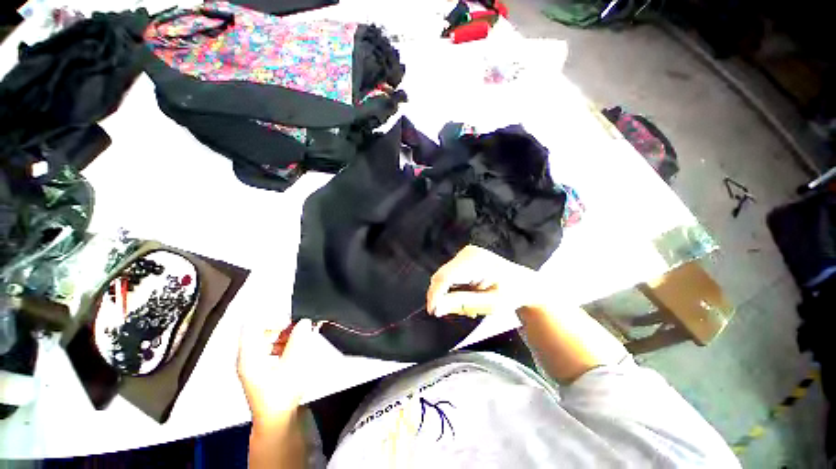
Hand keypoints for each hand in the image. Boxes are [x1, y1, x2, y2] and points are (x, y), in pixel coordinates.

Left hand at [236, 318, 323, 424]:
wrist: (278, 420)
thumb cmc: (281, 394)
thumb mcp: (293, 363)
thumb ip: (298, 340)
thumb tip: (304, 321)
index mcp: (249, 357)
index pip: (252, 326)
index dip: (271, 318)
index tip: (289, 318)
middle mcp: (247, 358)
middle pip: (260, 331)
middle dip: (281, 326)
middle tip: (299, 327)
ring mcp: (253, 364)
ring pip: (266, 339)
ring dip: (284, 335)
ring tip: (300, 336)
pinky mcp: (262, 369)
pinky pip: (270, 347)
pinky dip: (283, 343)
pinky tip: (296, 347)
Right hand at [426, 245, 541, 317]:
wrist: (524, 283)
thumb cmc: (511, 294)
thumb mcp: (490, 303)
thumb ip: (462, 303)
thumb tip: (436, 308)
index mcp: (476, 261)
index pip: (446, 276)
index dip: (435, 294)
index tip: (433, 312)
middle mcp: (467, 253)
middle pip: (443, 276)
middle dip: (443, 296)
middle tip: (453, 312)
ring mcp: (465, 255)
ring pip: (444, 277)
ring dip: (449, 295)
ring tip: (468, 307)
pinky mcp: (464, 259)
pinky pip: (450, 276)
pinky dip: (454, 290)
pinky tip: (468, 297)